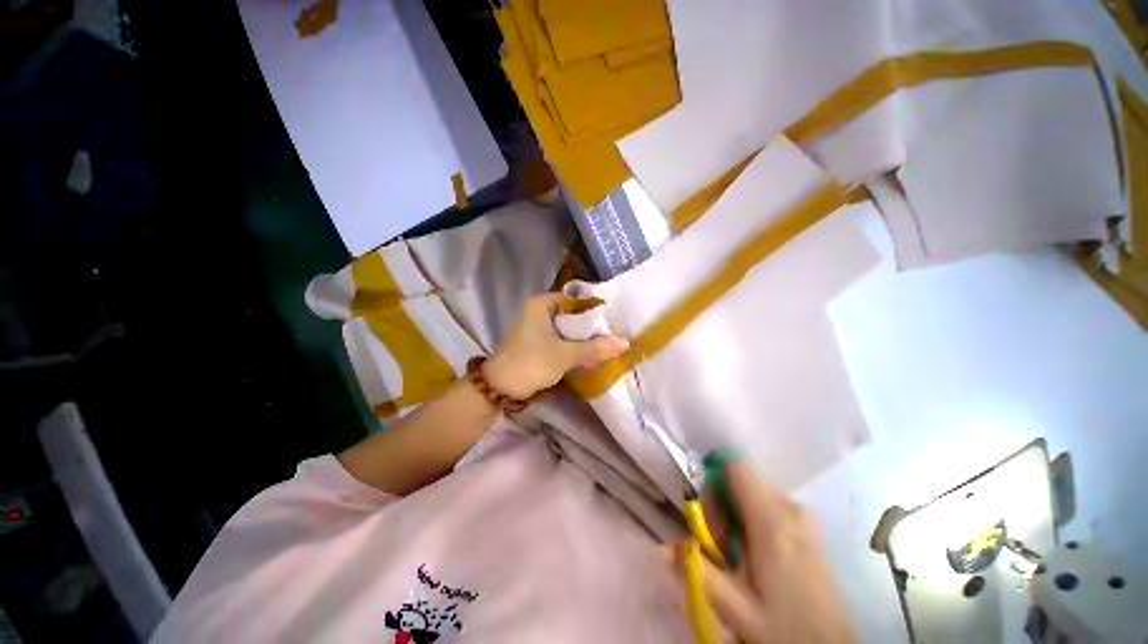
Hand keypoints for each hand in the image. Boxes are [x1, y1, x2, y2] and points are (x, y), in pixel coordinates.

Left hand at [484, 293, 628, 399]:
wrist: (501, 388)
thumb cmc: (531, 362)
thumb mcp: (565, 355)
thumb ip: (595, 348)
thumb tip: (625, 342)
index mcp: (542, 304)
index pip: (576, 299)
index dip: (596, 307)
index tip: (615, 317)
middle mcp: (540, 312)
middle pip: (573, 315)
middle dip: (592, 325)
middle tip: (615, 331)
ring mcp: (538, 328)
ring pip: (568, 329)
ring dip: (585, 337)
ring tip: (609, 341)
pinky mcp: (539, 343)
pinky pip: (562, 339)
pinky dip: (575, 345)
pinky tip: (592, 352)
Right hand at [693, 463, 853, 642]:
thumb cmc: (785, 629)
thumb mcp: (738, 610)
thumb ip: (700, 573)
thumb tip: (664, 546)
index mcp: (772, 522)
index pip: (736, 468)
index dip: (714, 482)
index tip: (709, 515)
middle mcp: (791, 509)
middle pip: (742, 482)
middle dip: (724, 506)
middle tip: (722, 546)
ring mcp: (804, 518)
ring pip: (755, 495)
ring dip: (738, 515)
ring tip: (740, 556)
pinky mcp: (810, 529)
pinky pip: (770, 507)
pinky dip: (756, 521)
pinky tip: (759, 557)